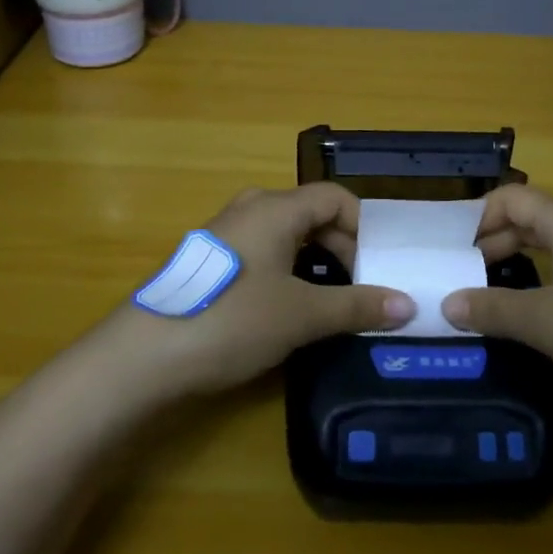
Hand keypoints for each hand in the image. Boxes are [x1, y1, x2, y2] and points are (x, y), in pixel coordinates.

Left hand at [117, 184, 413, 394]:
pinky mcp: (211, 261)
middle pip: (312, 214)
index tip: (381, 266)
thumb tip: (408, 305)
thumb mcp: (302, 315)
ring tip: (333, 302)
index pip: (335, 197)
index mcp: (275, 207)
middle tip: (363, 289)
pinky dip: (288, 272)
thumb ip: (357, 306)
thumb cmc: (232, 320)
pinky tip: (289, 308)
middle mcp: (251, 208)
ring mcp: (226, 233)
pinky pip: (264, 252)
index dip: (364, 227)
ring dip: (316, 263)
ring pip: (287, 236)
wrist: (144, 356)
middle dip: (343, 248)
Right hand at [442, 185, 552, 404]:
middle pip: (531, 220)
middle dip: (494, 244)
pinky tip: (545, 316)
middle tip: (463, 277)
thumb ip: (494, 310)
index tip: (450, 250)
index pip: (511, 198)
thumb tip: (448, 302)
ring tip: (494, 296)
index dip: (476, 218)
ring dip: (521, 266)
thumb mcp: (547, 323)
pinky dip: (549, 283)